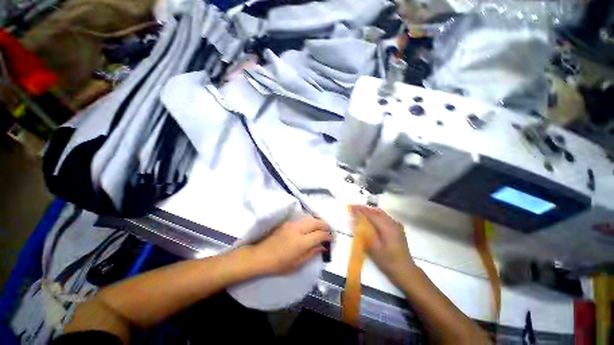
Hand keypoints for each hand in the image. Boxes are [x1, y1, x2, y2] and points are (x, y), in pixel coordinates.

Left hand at [249, 216, 332, 274]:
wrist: (260, 256)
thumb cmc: (279, 264)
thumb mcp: (297, 263)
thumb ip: (312, 253)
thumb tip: (322, 247)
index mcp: (301, 242)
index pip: (319, 234)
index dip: (327, 235)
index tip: (331, 238)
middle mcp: (298, 229)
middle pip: (316, 222)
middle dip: (325, 225)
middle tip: (329, 231)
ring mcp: (292, 224)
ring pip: (309, 218)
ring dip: (317, 221)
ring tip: (321, 228)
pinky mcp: (287, 222)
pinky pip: (302, 219)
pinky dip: (310, 221)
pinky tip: (310, 227)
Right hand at [349, 205, 416, 284]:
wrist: (406, 271)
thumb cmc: (388, 261)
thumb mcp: (374, 249)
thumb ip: (364, 234)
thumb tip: (354, 223)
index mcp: (387, 227)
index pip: (370, 214)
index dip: (359, 210)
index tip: (350, 207)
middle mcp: (392, 223)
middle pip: (376, 211)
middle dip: (363, 209)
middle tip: (353, 208)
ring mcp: (396, 225)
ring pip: (381, 213)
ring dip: (369, 211)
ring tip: (359, 212)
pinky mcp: (397, 229)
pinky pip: (384, 217)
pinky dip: (375, 215)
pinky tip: (371, 219)